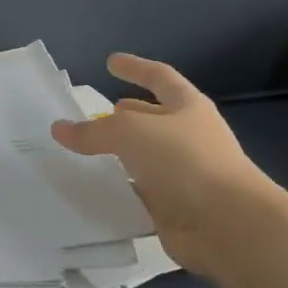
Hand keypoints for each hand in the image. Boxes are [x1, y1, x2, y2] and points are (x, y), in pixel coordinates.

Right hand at [50, 54, 274, 267]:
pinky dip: (120, 190)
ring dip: (120, 155)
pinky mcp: (176, 209)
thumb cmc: (184, 161)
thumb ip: (93, 130)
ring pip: (145, 158)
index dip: (135, 67)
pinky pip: (141, 193)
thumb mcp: (130, 132)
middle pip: (153, 118)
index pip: (159, 77)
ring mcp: (184, 174)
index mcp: (187, 107)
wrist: (228, 225)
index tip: (110, 62)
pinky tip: (95, 190)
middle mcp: (188, 136)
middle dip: (126, 115)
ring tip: (86, 153)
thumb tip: (59, 128)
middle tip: (94, 115)